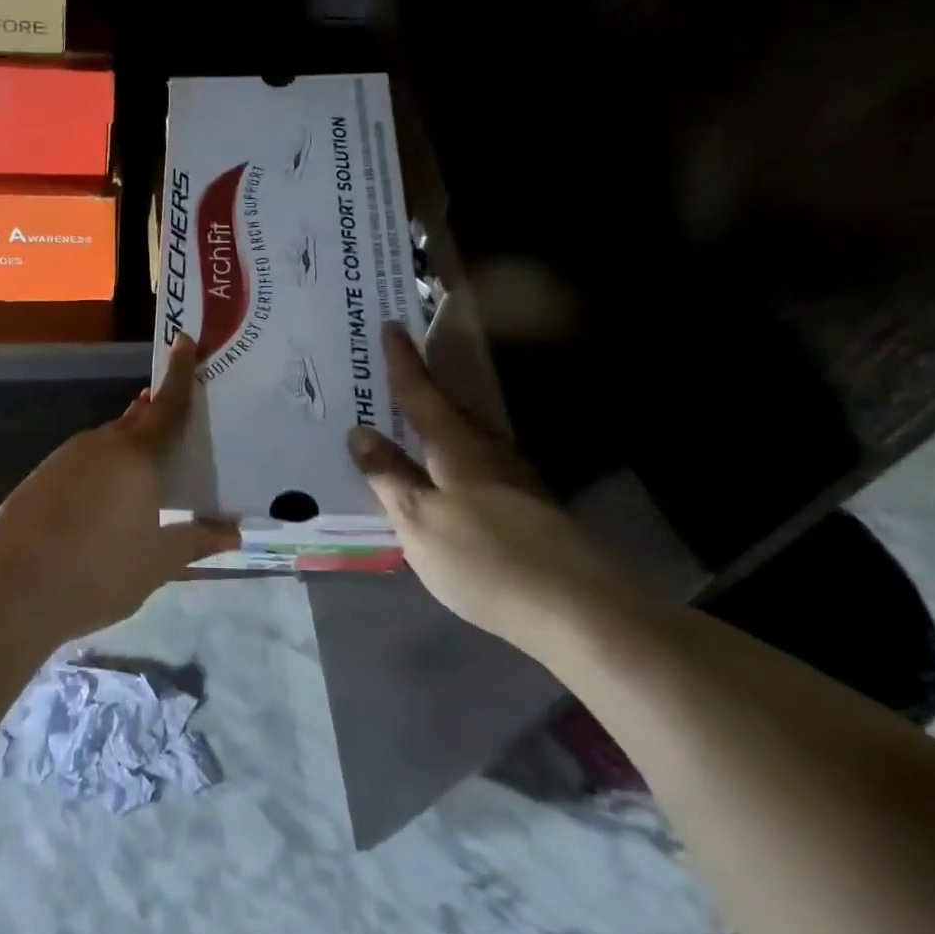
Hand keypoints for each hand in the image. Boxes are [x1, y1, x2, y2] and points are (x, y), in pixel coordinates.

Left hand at [0, 332, 239, 638]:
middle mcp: (100, 445)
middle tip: (178, 429)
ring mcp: (64, 460)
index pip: (168, 405)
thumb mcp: (157, 561)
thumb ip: (195, 540)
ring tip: (144, 483)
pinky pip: (81, 465)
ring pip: (106, 445)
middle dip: (155, 418)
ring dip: (127, 453)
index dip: (180, 373)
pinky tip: (101, 508)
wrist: (11, 590)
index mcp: (136, 455)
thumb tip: (233, 532)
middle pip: (135, 421)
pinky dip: (100, 474)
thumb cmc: (98, 571)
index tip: (184, 339)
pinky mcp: (39, 481)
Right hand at [346, 324, 623, 655]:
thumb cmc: (483, 558)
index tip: (391, 325)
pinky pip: (480, 464)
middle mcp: (487, 452)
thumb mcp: (418, 520)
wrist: (574, 608)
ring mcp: (513, 479)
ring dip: (441, 422)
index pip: (421, 394)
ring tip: (415, 420)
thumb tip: (360, 432)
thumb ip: (388, 475)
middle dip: (423, 388)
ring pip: (469, 436)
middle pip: (450, 409)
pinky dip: (456, 456)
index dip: (403, 361)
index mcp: (456, 447)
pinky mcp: (528, 506)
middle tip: (395, 372)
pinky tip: (450, 474)